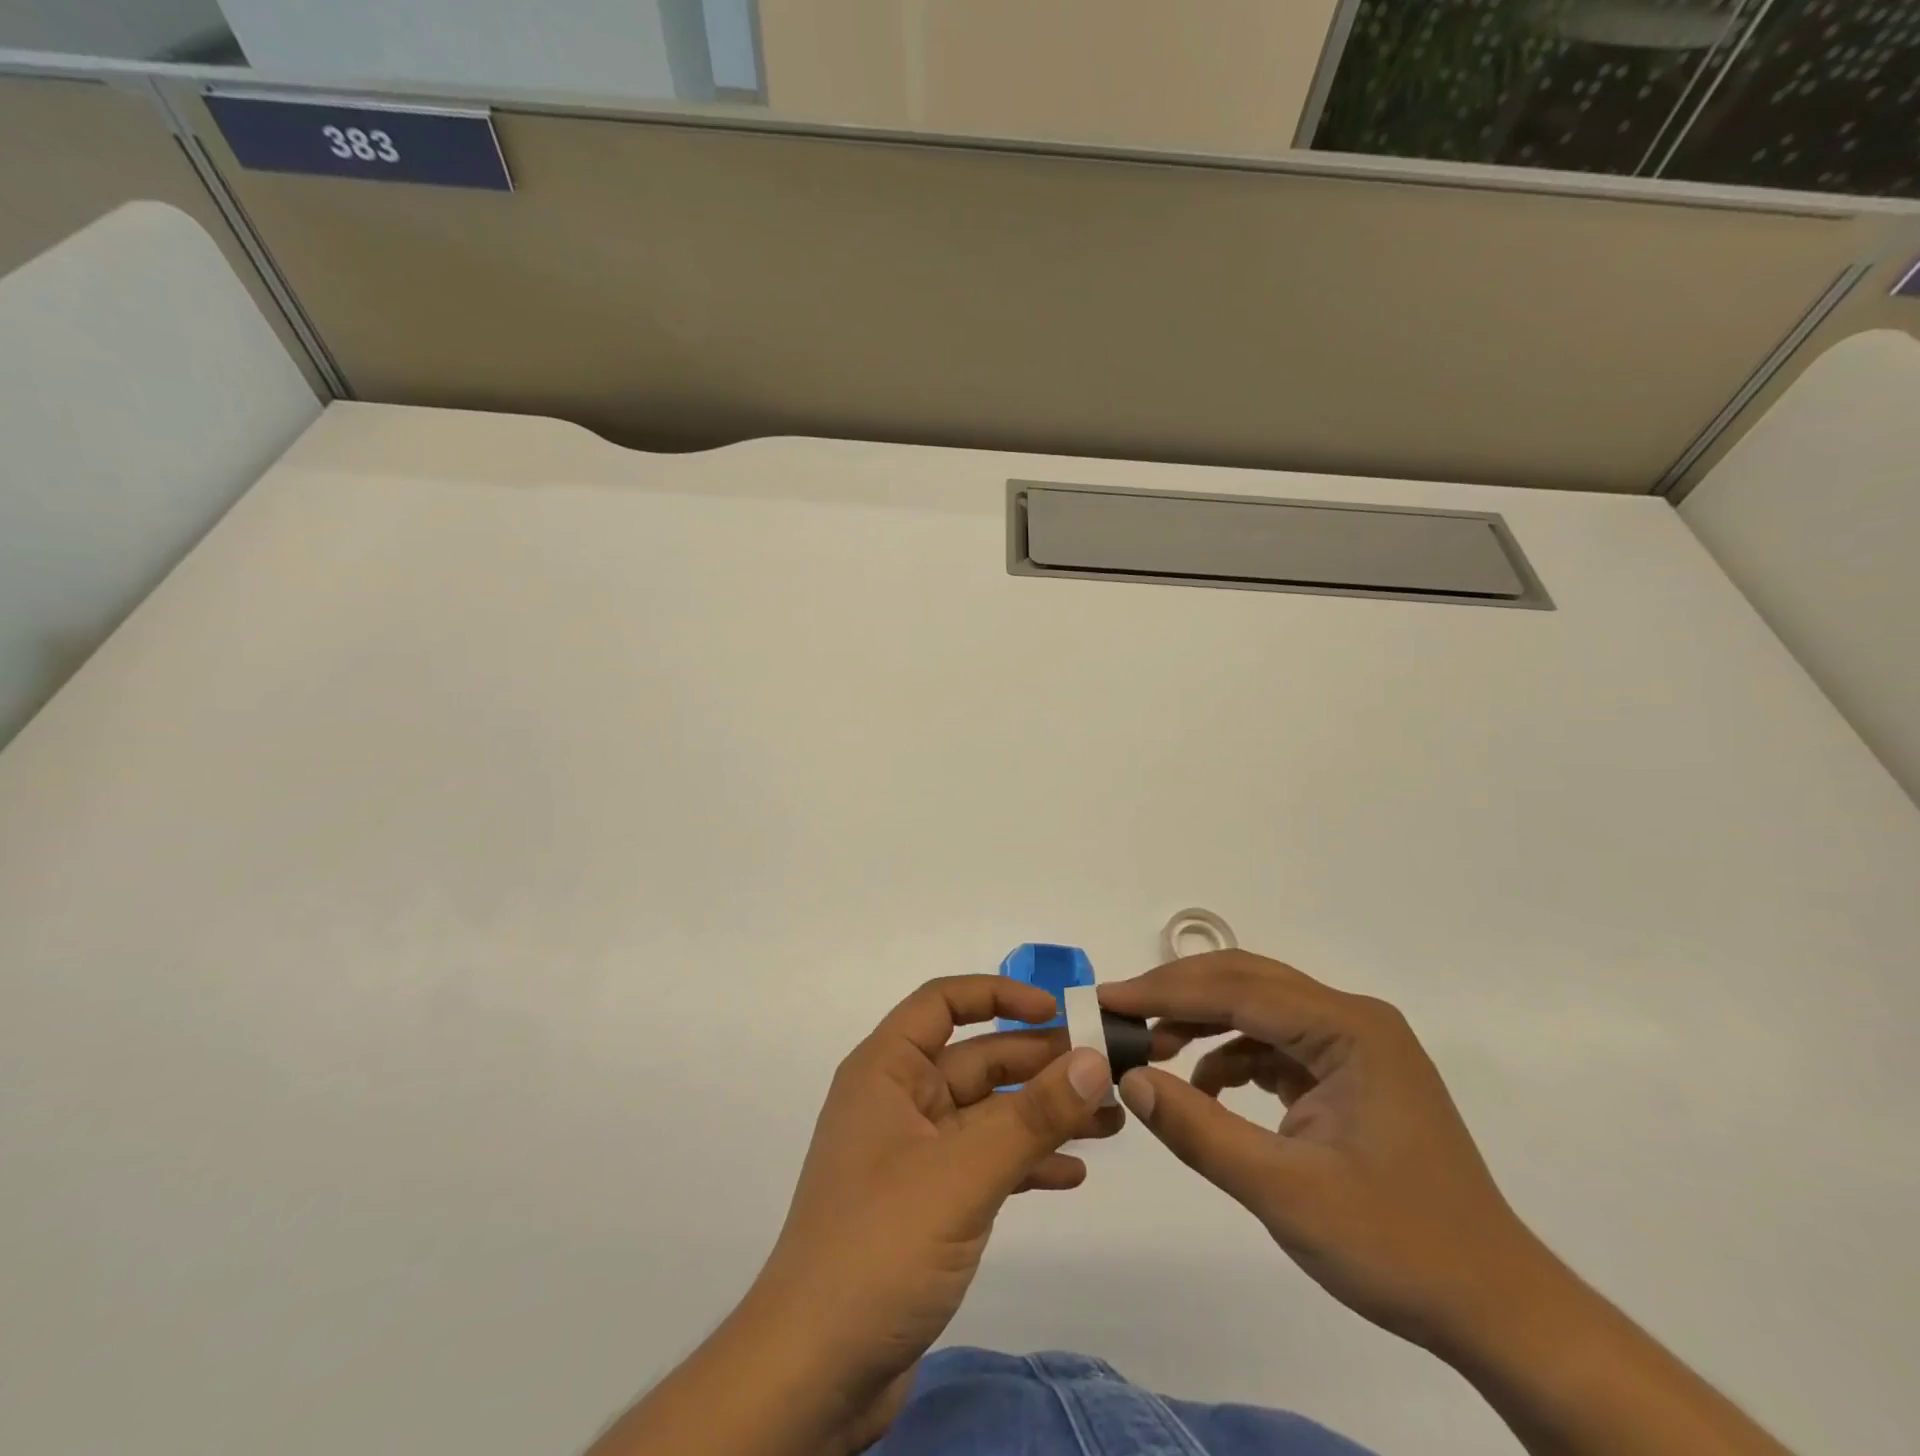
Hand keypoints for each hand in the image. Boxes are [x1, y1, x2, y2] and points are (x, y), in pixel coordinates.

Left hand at [749, 975, 1118, 1421]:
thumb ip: (1032, 1116)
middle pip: (977, 1059)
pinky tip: (1072, 1174)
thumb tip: (1093, 1059)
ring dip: (1044, 1114)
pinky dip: (1026, 1162)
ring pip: (989, 1114)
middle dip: (1040, 1063)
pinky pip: (985, 1163)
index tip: (1056, 1010)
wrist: (814, 1373)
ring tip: (1111, 1121)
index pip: (943, 1002)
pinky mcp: (928, 1203)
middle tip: (1108, 1072)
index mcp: (887, 1070)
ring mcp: (914, 1154)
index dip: (999, 995)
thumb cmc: (879, 1246)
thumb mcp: (963, 1173)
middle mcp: (899, 1100)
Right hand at [1101, 951, 1552, 1355]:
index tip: (1106, 999)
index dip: (1164, 992)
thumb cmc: (1397, 1247)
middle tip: (1119, 1013)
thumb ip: (1200, 1130)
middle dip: (1178, 995)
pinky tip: (1205, 1086)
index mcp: (1348, 1029)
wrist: (1497, 1310)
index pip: (1237, 990)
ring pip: (1259, 1008)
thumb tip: (1128, 1079)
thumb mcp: (1284, 1192)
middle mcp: (1352, 1019)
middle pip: (1247, 983)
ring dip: (1202, 1022)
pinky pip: (1276, 1043)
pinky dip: (1232, 1054)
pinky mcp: (1350, 1074)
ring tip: (1152, 1050)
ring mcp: (1355, 1045)